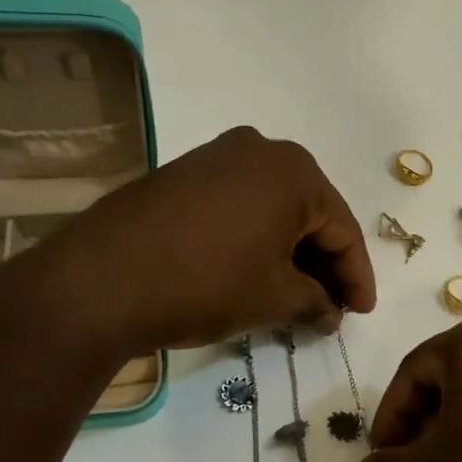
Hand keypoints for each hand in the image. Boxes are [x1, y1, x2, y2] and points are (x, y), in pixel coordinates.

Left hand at [26, 127, 376, 354]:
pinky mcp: (182, 174)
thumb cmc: (206, 283)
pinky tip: (255, 272)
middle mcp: (259, 149)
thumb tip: (330, 312)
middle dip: (324, 263)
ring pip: (273, 209)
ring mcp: (215, 157)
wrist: (100, 280)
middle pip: (309, 213)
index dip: (357, 276)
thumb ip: (315, 302)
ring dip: (289, 252)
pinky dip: (255, 239)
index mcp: (294, 170)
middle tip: (331, 307)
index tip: (361, 312)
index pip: (343, 229)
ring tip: (295, 297)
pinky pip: (238, 206)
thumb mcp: (274, 298)